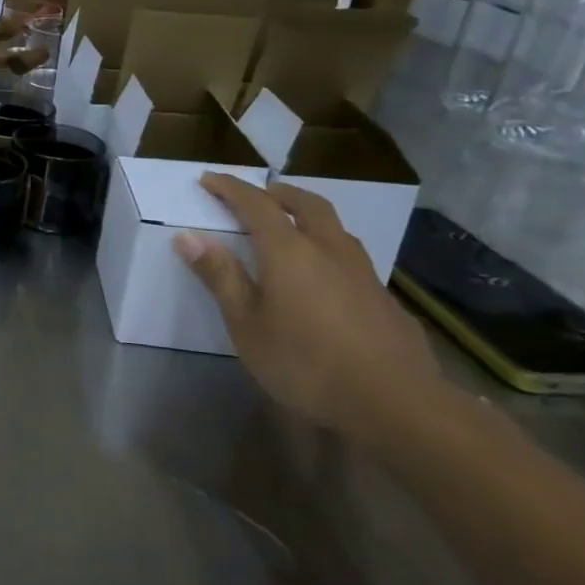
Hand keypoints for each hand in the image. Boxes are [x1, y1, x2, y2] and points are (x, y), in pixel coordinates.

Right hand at [173, 175, 443, 440]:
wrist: (397, 405)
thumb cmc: (305, 363)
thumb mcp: (246, 324)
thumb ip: (220, 277)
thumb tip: (188, 237)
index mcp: (288, 251)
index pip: (255, 204)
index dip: (230, 188)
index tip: (208, 179)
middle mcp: (328, 250)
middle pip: (307, 204)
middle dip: (279, 193)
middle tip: (258, 193)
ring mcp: (363, 273)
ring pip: (335, 228)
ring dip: (309, 217)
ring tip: (293, 227)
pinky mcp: (385, 299)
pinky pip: (352, 258)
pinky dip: (329, 250)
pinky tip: (325, 277)